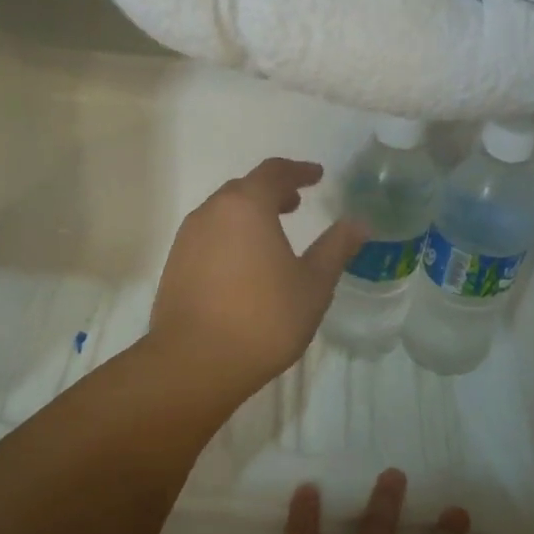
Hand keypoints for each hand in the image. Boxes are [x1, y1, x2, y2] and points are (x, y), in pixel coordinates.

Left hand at [148, 158, 364, 399]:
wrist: (195, 362)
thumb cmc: (263, 319)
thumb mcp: (313, 284)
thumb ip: (336, 248)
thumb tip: (359, 223)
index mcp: (245, 206)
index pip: (274, 172)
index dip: (298, 171)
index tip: (317, 176)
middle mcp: (211, 212)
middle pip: (244, 189)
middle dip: (272, 191)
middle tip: (296, 203)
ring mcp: (187, 238)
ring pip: (222, 212)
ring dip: (249, 214)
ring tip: (272, 233)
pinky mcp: (175, 265)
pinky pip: (208, 236)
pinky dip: (231, 236)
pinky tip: (244, 263)